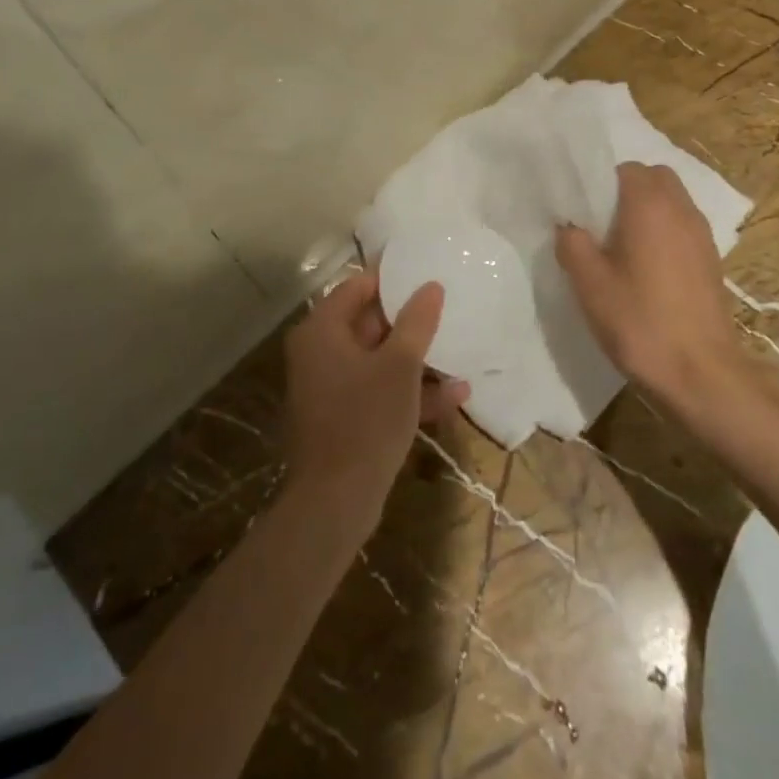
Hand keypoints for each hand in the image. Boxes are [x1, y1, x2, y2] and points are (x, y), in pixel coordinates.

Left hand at [282, 270, 468, 538]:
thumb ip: (417, 322)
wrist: (335, 503)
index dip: (393, 279)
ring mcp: (330, 387)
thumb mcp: (400, 366)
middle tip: (447, 312)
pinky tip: (453, 397)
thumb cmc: (366, 420)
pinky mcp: (342, 417)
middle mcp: (320, 353)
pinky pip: (377, 391)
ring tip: (459, 356)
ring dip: (417, 361)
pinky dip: (408, 391)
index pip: (358, 287)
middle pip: (369, 323)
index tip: (426, 275)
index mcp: (322, 330)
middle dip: (411, 323)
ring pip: (378, 360)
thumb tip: (431, 286)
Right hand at [556, 162, 738, 406]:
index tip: (584, 213)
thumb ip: (572, 244)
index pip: (625, 169)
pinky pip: (684, 228)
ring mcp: (702, 235)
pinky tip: (648, 271)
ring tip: (623, 250)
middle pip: (654, 179)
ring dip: (649, 213)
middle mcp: (681, 209)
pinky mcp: (712, 260)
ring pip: (673, 202)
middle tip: (602, 226)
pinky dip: (666, 234)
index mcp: (649, 204)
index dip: (601, 185)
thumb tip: (569, 226)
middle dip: (628, 192)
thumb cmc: (640, 321)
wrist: (701, 373)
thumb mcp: (589, 284)